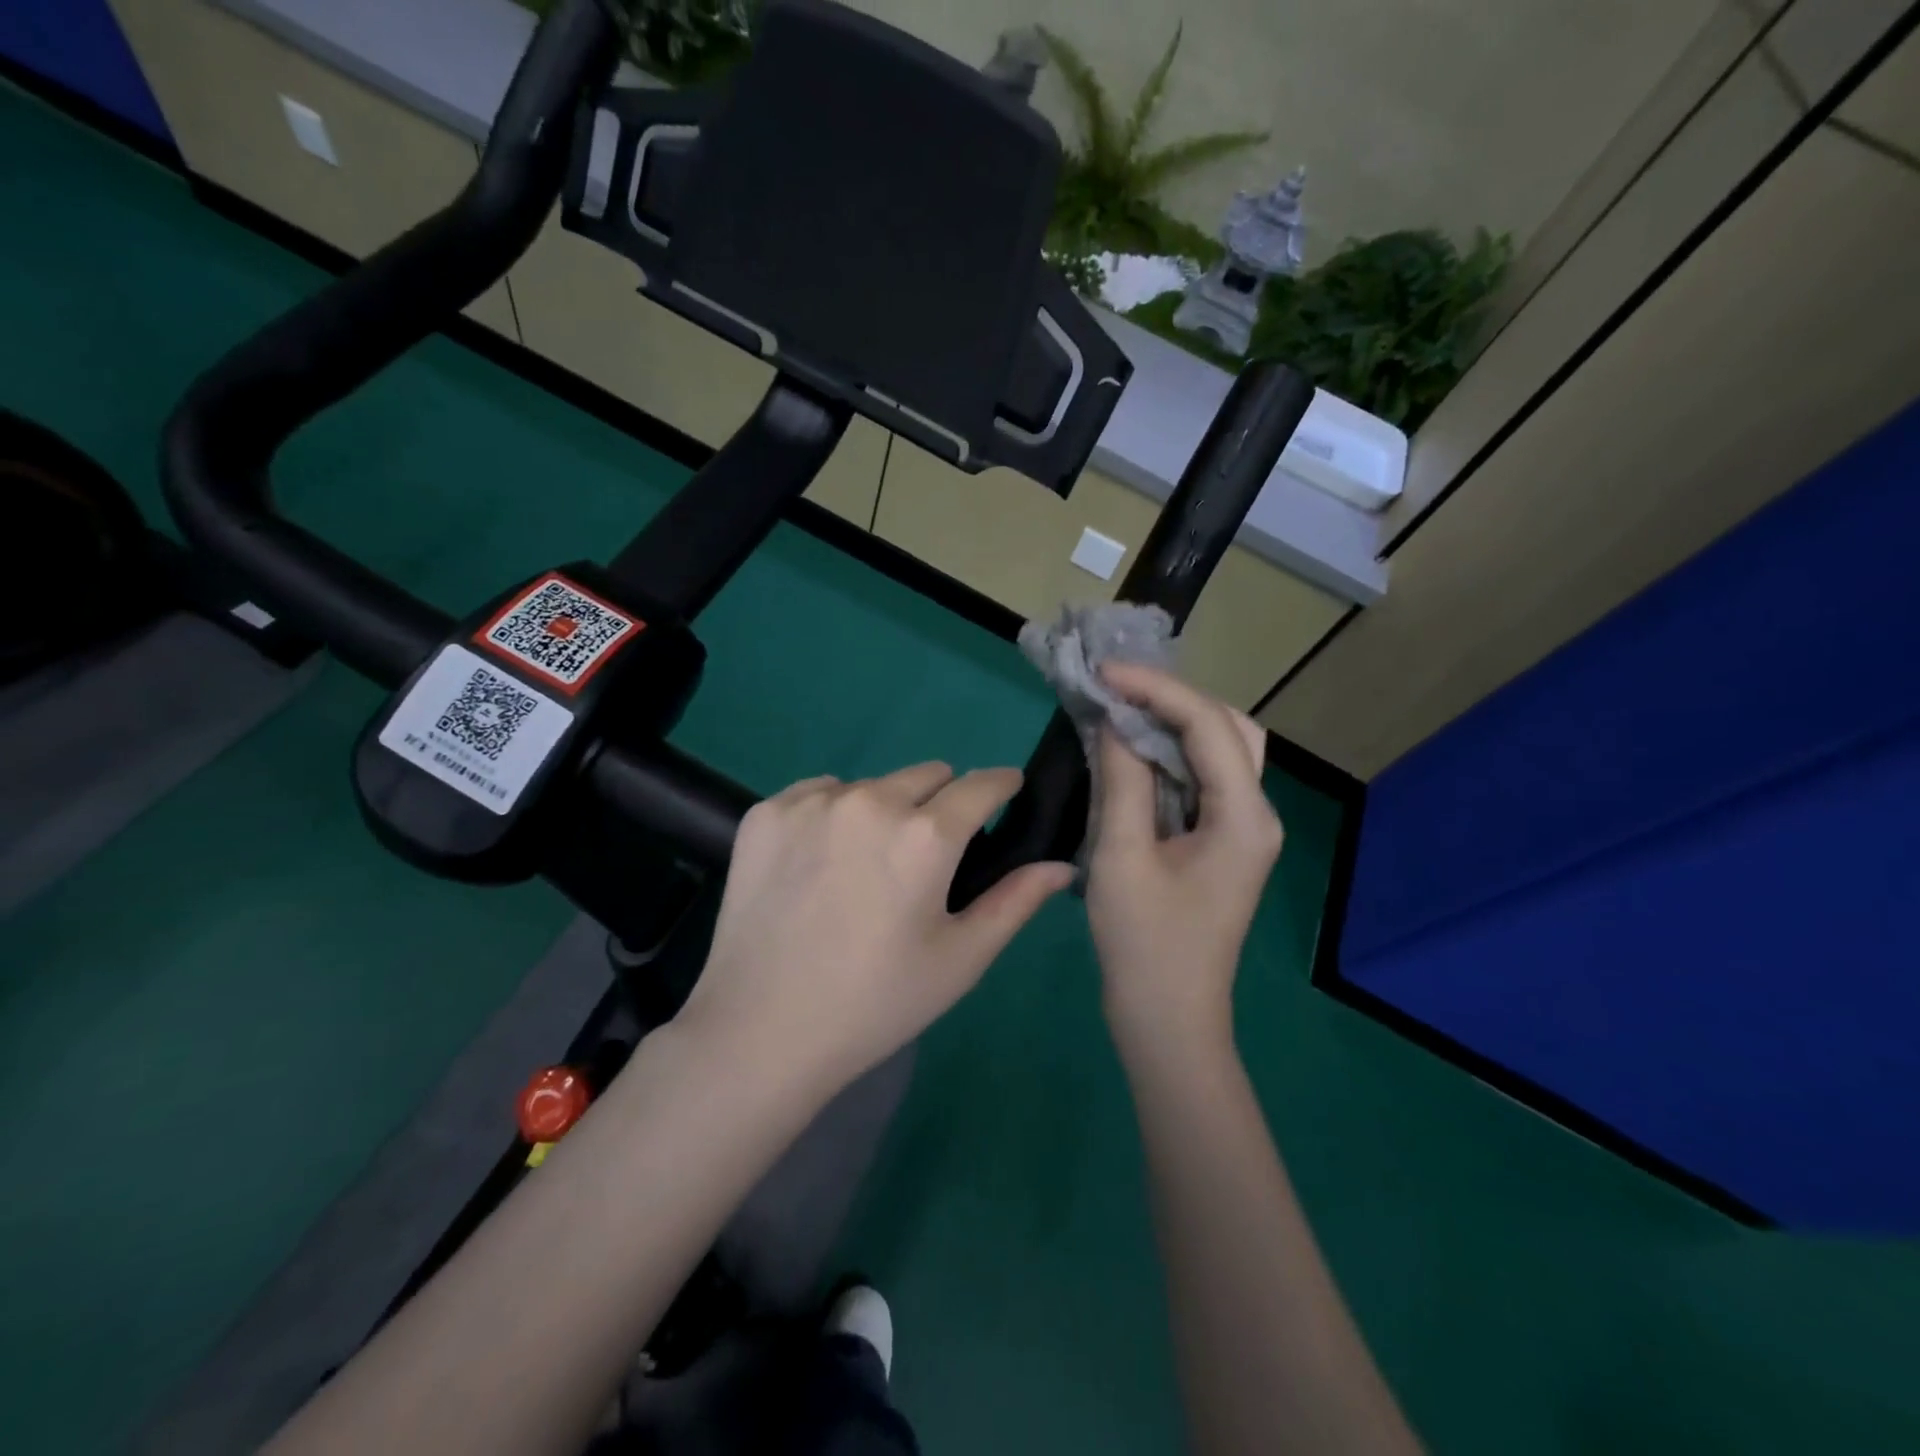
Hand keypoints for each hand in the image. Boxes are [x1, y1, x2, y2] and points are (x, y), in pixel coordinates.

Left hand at [679, 763, 1075, 1098]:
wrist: (760, 1032)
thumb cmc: (876, 1002)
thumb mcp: (959, 958)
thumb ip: (1015, 901)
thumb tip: (1062, 864)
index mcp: (926, 835)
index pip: (982, 783)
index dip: (1001, 786)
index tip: (1006, 795)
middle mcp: (870, 800)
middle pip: (927, 774)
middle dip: (939, 804)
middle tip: (924, 858)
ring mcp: (812, 802)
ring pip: (871, 784)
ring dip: (883, 810)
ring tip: (864, 868)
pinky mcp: (765, 812)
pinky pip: (818, 792)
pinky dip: (831, 815)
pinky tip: (817, 865)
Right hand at [1086, 664, 1281, 1063]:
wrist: (1167, 1019)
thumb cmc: (1144, 945)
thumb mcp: (1122, 856)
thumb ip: (1121, 780)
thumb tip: (1112, 721)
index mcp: (1244, 817)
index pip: (1207, 726)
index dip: (1156, 689)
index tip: (1103, 673)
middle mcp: (1256, 813)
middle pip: (1228, 728)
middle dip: (1173, 698)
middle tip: (1115, 689)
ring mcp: (1242, 829)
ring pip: (1219, 750)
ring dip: (1174, 722)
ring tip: (1121, 707)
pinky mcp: (1222, 842)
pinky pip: (1202, 778)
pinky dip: (1170, 753)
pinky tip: (1132, 748)